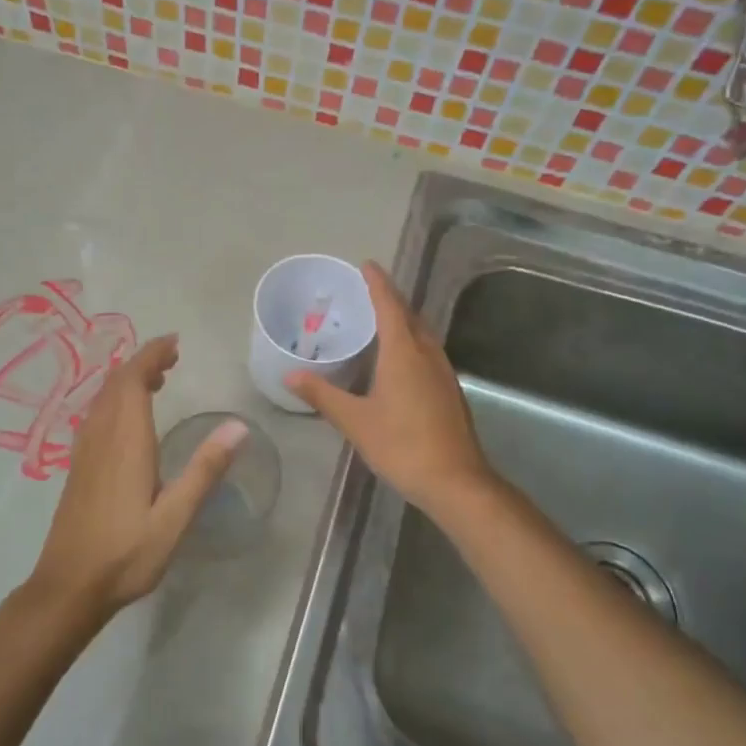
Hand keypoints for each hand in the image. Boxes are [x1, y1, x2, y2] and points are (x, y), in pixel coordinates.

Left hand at [29, 336, 246, 617]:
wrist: (69, 586)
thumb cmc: (126, 554)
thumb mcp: (175, 518)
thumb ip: (204, 470)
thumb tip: (238, 426)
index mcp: (126, 442)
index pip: (133, 381)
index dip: (152, 356)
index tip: (175, 343)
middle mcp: (101, 437)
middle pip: (116, 383)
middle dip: (143, 362)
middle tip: (172, 358)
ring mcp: (85, 451)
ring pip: (103, 398)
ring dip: (127, 380)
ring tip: (157, 379)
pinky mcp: (78, 466)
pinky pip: (96, 415)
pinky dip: (115, 400)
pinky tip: (128, 418)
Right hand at [285, 262, 495, 521]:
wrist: (455, 481)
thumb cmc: (402, 445)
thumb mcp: (355, 421)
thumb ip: (323, 395)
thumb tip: (290, 375)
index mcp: (404, 352)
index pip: (389, 306)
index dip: (377, 283)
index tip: (366, 264)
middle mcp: (427, 354)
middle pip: (409, 316)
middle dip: (390, 299)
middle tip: (367, 291)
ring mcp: (443, 372)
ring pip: (422, 334)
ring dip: (403, 321)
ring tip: (379, 321)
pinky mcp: (449, 391)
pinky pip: (427, 352)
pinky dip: (410, 343)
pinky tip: (398, 361)